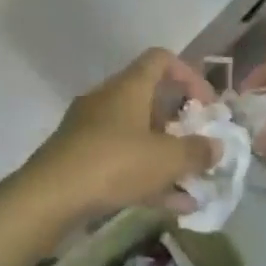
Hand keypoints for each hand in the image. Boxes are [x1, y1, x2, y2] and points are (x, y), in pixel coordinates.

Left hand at [18, 49, 222, 225]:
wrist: (49, 197)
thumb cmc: (113, 163)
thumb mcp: (165, 159)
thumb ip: (196, 151)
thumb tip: (216, 146)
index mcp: (129, 86)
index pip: (161, 60)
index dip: (189, 75)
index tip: (208, 104)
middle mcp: (109, 100)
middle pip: (150, 99)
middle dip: (179, 122)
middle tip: (200, 145)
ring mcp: (91, 129)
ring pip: (137, 134)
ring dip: (165, 155)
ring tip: (192, 182)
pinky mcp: (80, 159)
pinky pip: (122, 161)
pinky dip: (146, 177)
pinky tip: (171, 205)